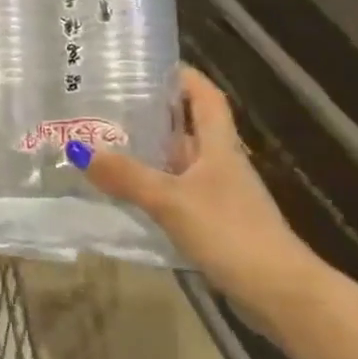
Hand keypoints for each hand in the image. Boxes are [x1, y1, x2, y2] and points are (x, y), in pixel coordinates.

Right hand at [73, 67, 315, 309]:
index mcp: (219, 146)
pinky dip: (154, 186)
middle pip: (189, 127)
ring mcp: (220, 195)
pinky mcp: (216, 223)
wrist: (279, 293)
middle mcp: (221, 163)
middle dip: (155, 113)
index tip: (150, 65)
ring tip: (107, 143)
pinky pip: (178, 192)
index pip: (206, 97)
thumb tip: (77, 148)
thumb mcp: (171, 200)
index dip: (184, 77)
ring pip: (181, 162)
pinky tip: (128, 193)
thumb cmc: (230, 232)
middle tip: (109, 104)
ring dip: (151, 152)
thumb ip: (127, 175)